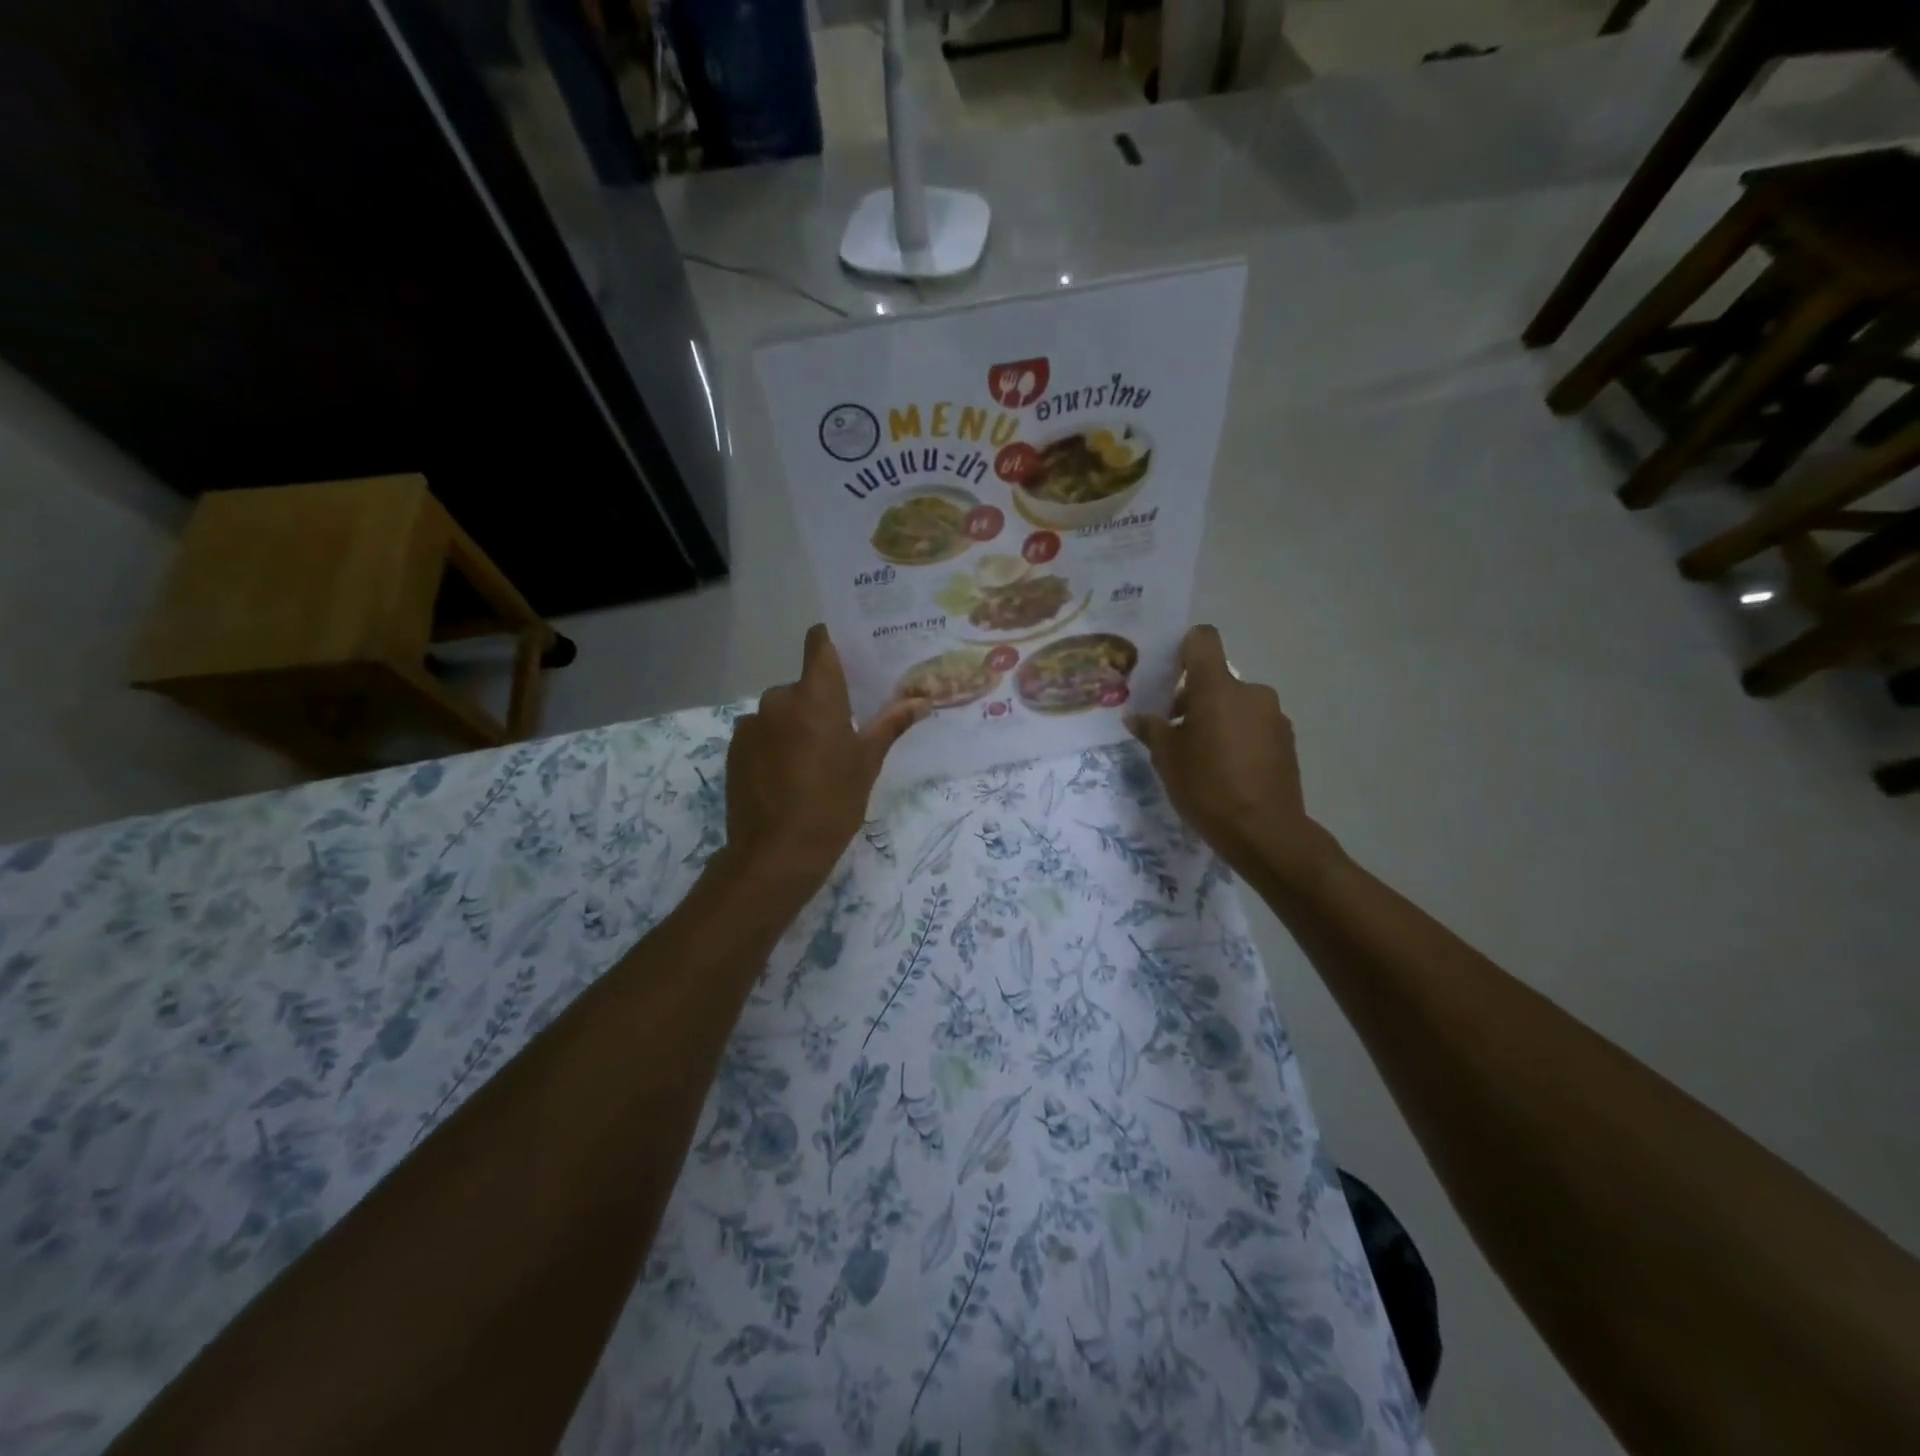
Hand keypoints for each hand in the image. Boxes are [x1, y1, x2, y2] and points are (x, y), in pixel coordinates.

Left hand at [720, 625, 926, 900]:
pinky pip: (762, 733)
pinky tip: (786, 777)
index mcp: (816, 695)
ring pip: (782, 711)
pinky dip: (775, 744)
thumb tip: (923, 700)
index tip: (850, 657)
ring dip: (796, 725)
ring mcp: (751, 723)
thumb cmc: (833, 803)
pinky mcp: (734, 748)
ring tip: (811, 763)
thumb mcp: (867, 764)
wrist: (776, 853)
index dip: (832, 642)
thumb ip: (891, 725)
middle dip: (820, 702)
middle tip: (841, 733)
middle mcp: (779, 698)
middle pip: (804, 685)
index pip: (819, 642)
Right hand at [1126, 625, 1344, 891]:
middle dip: (1194, 698)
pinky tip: (1227, 769)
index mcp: (1217, 688)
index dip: (1184, 647)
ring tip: (1202, 756)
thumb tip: (1136, 717)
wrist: (1265, 831)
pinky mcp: (1286, 740)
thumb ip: (1151, 730)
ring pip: (1236, 704)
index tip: (1168, 672)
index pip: (1203, 640)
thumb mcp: (1167, 759)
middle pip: (1216, 679)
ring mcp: (1273, 716)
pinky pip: (1254, 725)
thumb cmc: (1207, 787)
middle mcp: (1250, 692)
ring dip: (1217, 719)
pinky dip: (1238, 736)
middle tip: (1174, 731)